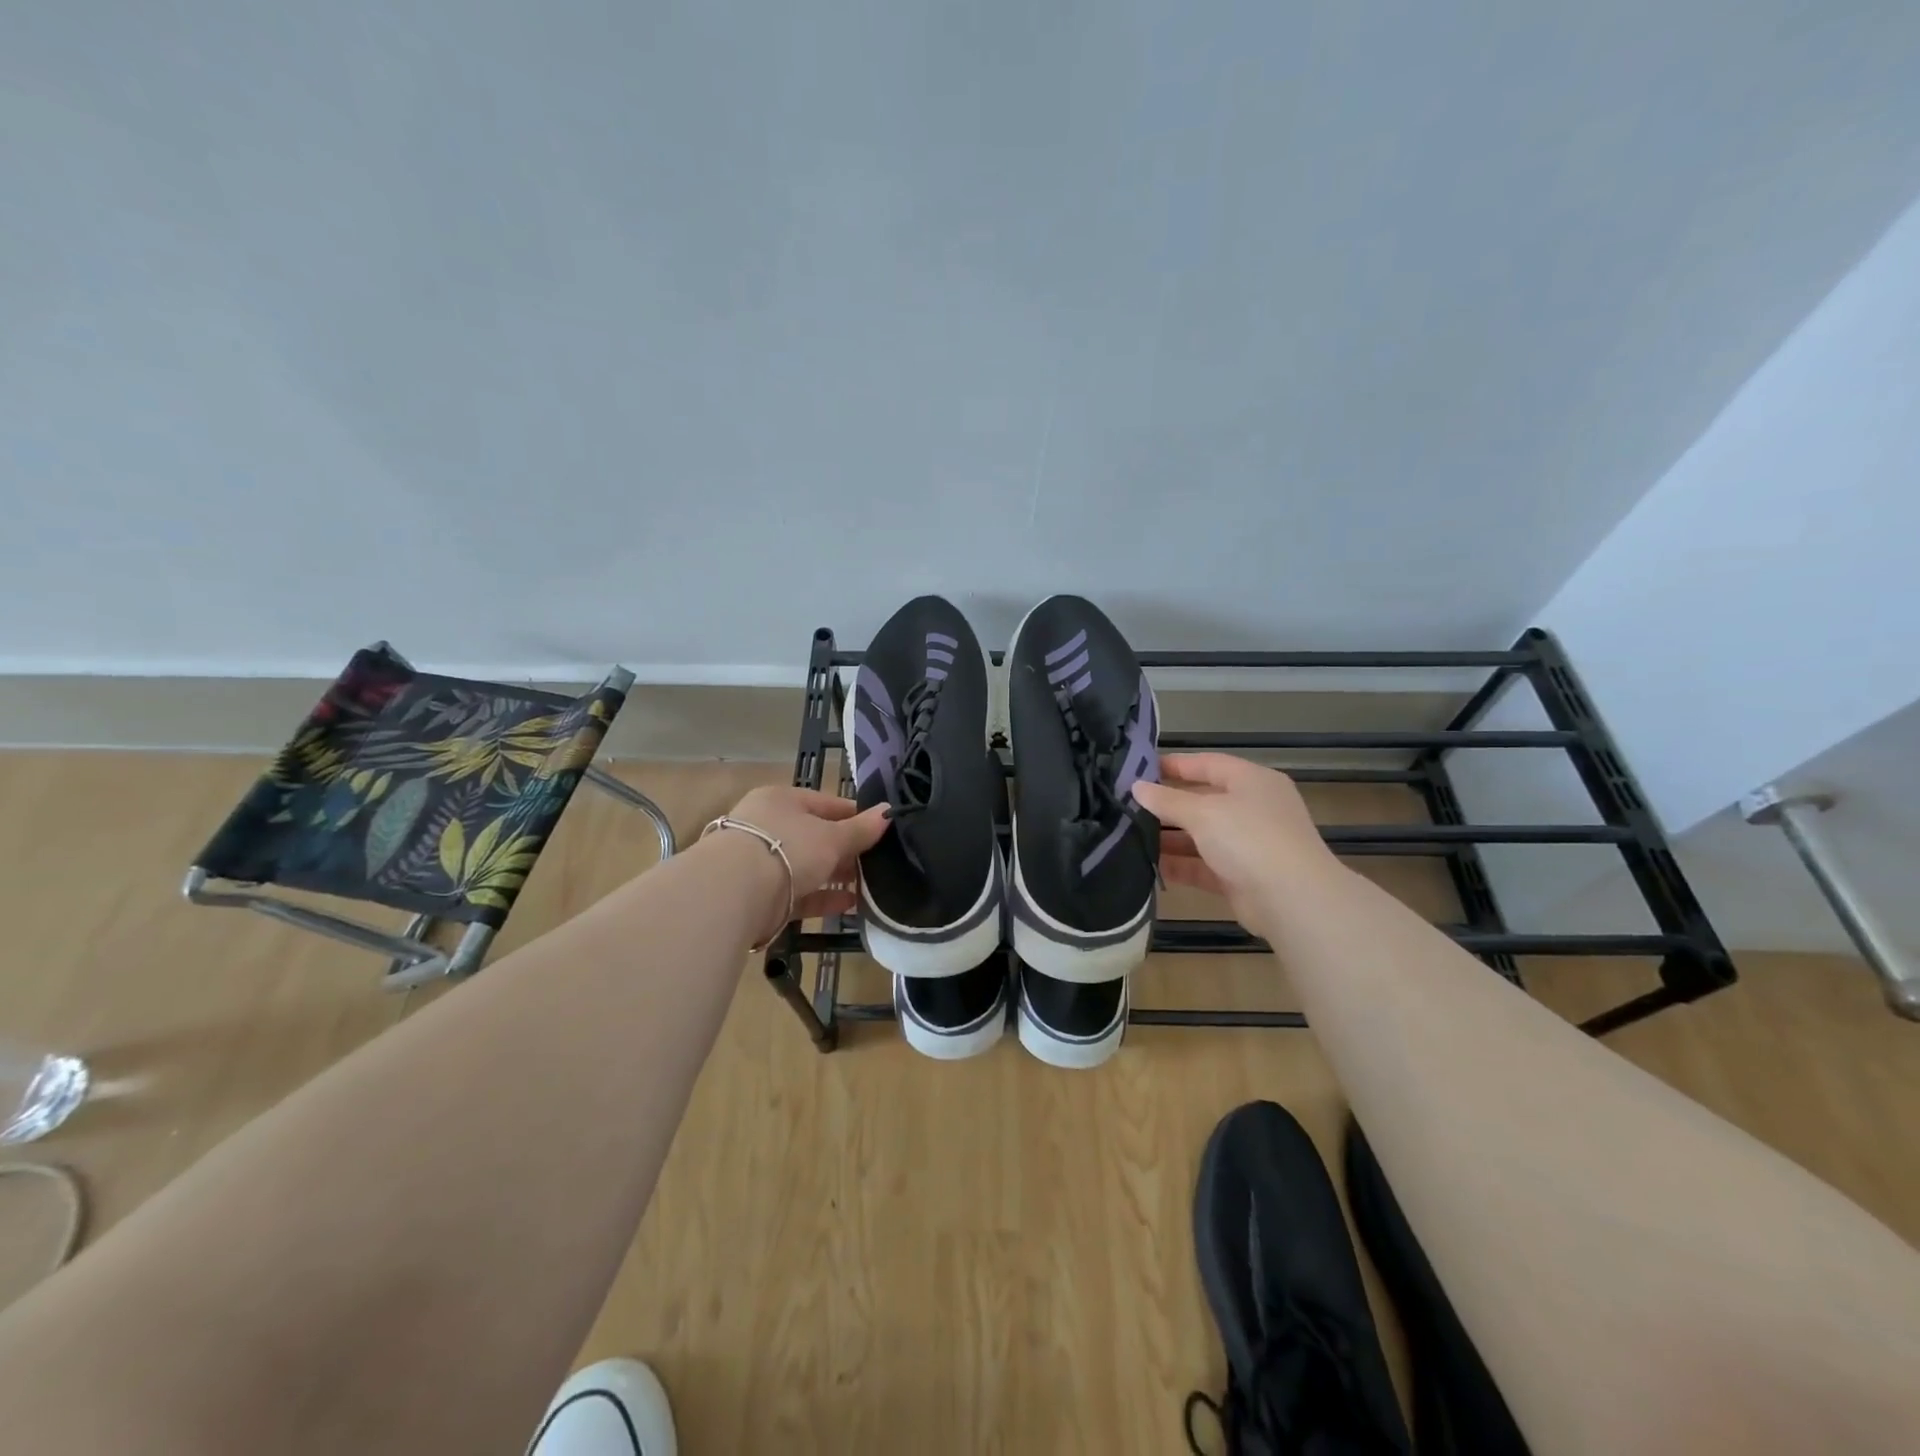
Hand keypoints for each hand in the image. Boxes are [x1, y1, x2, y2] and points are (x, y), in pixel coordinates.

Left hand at [717, 785, 890, 937]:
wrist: (734, 893)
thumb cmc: (788, 848)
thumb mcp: (832, 837)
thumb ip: (861, 829)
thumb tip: (888, 812)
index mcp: (783, 800)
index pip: (827, 804)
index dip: (856, 816)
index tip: (882, 830)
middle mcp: (769, 826)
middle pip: (816, 836)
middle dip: (847, 850)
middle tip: (879, 862)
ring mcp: (762, 862)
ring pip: (808, 866)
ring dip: (836, 876)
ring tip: (870, 886)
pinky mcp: (761, 896)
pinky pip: (799, 894)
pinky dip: (823, 899)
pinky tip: (850, 905)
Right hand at [1132, 754, 1339, 937]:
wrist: (1292, 899)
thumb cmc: (1249, 838)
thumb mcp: (1204, 812)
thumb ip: (1167, 800)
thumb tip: (1136, 787)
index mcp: (1252, 781)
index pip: (1209, 763)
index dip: (1175, 765)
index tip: (1139, 769)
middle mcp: (1253, 809)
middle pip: (1203, 800)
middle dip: (1167, 805)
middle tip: (1128, 805)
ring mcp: (1249, 844)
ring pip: (1202, 835)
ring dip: (1169, 837)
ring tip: (1129, 835)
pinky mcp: (1241, 877)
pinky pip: (1203, 865)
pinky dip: (1180, 865)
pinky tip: (1148, 865)